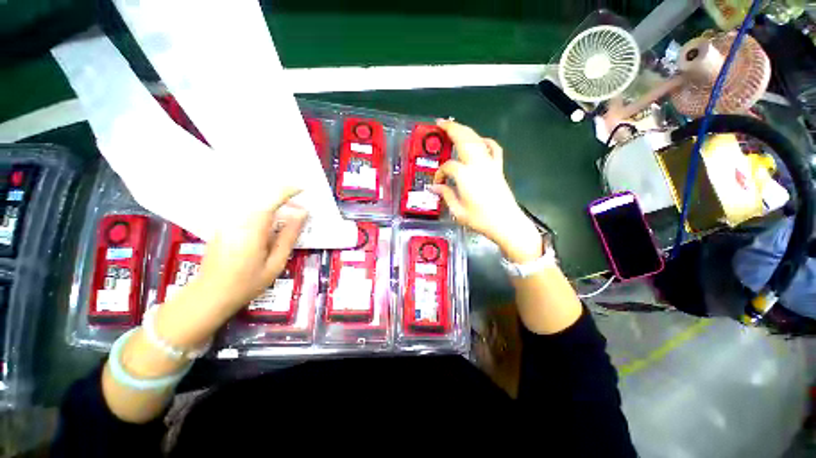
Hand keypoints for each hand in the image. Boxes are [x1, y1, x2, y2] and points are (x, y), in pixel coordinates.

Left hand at [156, 187, 307, 346]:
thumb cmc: (247, 283)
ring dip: (274, 205)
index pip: (269, 202)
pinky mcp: (223, 226)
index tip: (302, 190)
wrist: (210, 295)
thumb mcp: (275, 263)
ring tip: (288, 217)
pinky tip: (270, 224)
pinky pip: (246, 211)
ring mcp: (227, 222)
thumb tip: (302, 214)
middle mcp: (237, 221)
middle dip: (284, 199)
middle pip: (262, 199)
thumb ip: (288, 236)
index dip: (287, 192)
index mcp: (252, 231)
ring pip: (254, 204)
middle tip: (300, 211)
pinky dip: (263, 211)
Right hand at [432, 120, 541, 262]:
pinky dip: (486, 141)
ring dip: (465, 130)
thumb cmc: (481, 220)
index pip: (448, 166)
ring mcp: (490, 165)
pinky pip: (493, 149)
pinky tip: (479, 140)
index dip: (439, 173)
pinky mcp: (498, 168)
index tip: (437, 184)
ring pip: (477, 140)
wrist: (506, 224)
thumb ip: (446, 195)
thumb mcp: (458, 211)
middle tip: (440, 123)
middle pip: (464, 140)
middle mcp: (478, 165)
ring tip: (454, 126)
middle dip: (451, 129)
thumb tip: (435, 188)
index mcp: (466, 176)